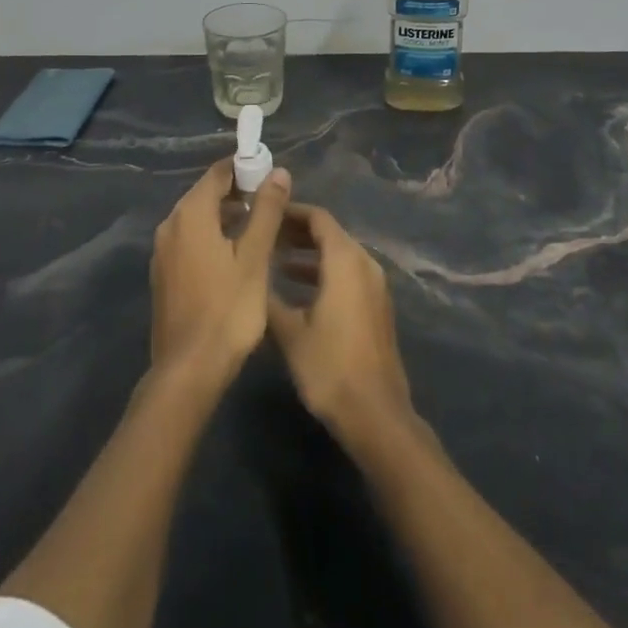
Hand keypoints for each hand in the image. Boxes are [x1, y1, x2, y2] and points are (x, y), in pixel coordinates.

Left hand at [149, 160, 289, 388]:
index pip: (217, 173)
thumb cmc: (228, 309)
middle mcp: (170, 225)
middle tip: (271, 205)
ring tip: (260, 230)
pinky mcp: (164, 274)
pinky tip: (235, 257)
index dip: (245, 169)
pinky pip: (190, 241)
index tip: (271, 177)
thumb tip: (278, 172)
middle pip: (205, 194)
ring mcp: (162, 251)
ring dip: (226, 217)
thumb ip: (266, 210)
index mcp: (190, 214)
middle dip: (237, 194)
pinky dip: (212, 237)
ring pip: (198, 219)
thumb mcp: (255, 257)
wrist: (189, 369)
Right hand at [267, 205, 413, 451]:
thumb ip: (269, 298)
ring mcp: (375, 286)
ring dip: (309, 254)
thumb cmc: (330, 368)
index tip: (265, 213)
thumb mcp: (290, 333)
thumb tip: (251, 277)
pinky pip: (348, 274)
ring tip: (275, 260)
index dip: (291, 211)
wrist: (376, 415)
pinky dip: (324, 272)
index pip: (318, 218)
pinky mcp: (376, 307)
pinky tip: (298, 290)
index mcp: (346, 261)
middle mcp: (365, 264)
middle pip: (330, 234)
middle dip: (297, 232)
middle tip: (265, 234)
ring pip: (339, 255)